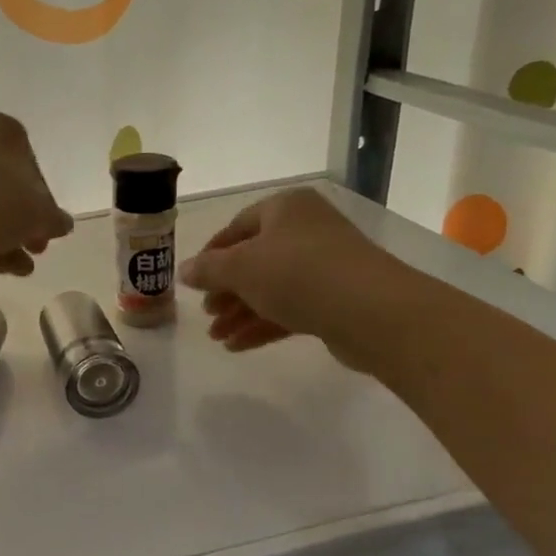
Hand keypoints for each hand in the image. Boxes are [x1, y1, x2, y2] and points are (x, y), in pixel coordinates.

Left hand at [0, 113, 74, 275]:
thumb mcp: (39, 214)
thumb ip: (54, 219)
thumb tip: (62, 223)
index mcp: (2, 130)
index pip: (32, 167)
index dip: (44, 204)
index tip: (46, 232)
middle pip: (3, 187)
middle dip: (20, 224)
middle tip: (33, 251)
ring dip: (1, 237)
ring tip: (16, 269)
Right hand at [176, 187, 421, 367]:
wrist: (371, 311)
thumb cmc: (297, 273)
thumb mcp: (240, 267)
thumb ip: (207, 269)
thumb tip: (183, 270)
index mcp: (285, 208)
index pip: (237, 227)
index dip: (210, 254)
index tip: (193, 281)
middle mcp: (306, 230)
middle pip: (254, 260)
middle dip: (226, 291)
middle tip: (207, 313)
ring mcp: (325, 266)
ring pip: (271, 288)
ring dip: (241, 313)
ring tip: (217, 338)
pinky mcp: (336, 299)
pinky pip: (290, 308)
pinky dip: (263, 324)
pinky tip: (238, 346)